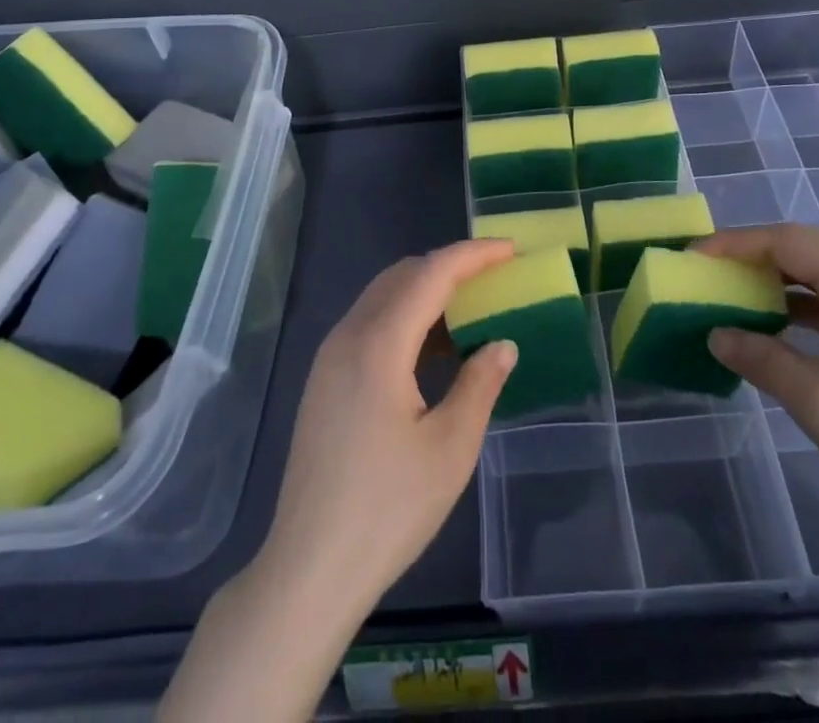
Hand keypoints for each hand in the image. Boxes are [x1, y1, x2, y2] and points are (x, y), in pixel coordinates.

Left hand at [258, 239, 518, 621]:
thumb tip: (503, 343)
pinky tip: (431, 351)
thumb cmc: (387, 509)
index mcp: (379, 344)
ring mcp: (329, 356)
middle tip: (494, 280)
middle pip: (403, 275)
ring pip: (384, 296)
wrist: (309, 568)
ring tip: (470, 314)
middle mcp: (348, 335)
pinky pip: (370, 323)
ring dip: (427, 292)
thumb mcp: (449, 448)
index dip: (473, 254)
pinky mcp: (323, 378)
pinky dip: (405, 317)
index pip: (431, 273)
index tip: (510, 249)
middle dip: (450, 267)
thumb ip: (480, 384)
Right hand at [699, 223, 818, 546]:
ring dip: (778, 281)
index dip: (736, 244)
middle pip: (807, 250)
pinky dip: (803, 307)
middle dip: (754, 256)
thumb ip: (761, 357)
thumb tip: (717, 334)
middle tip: (709, 270)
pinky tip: (777, 326)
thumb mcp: (818, 400)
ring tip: (734, 293)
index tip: (694, 256)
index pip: (789, 241)